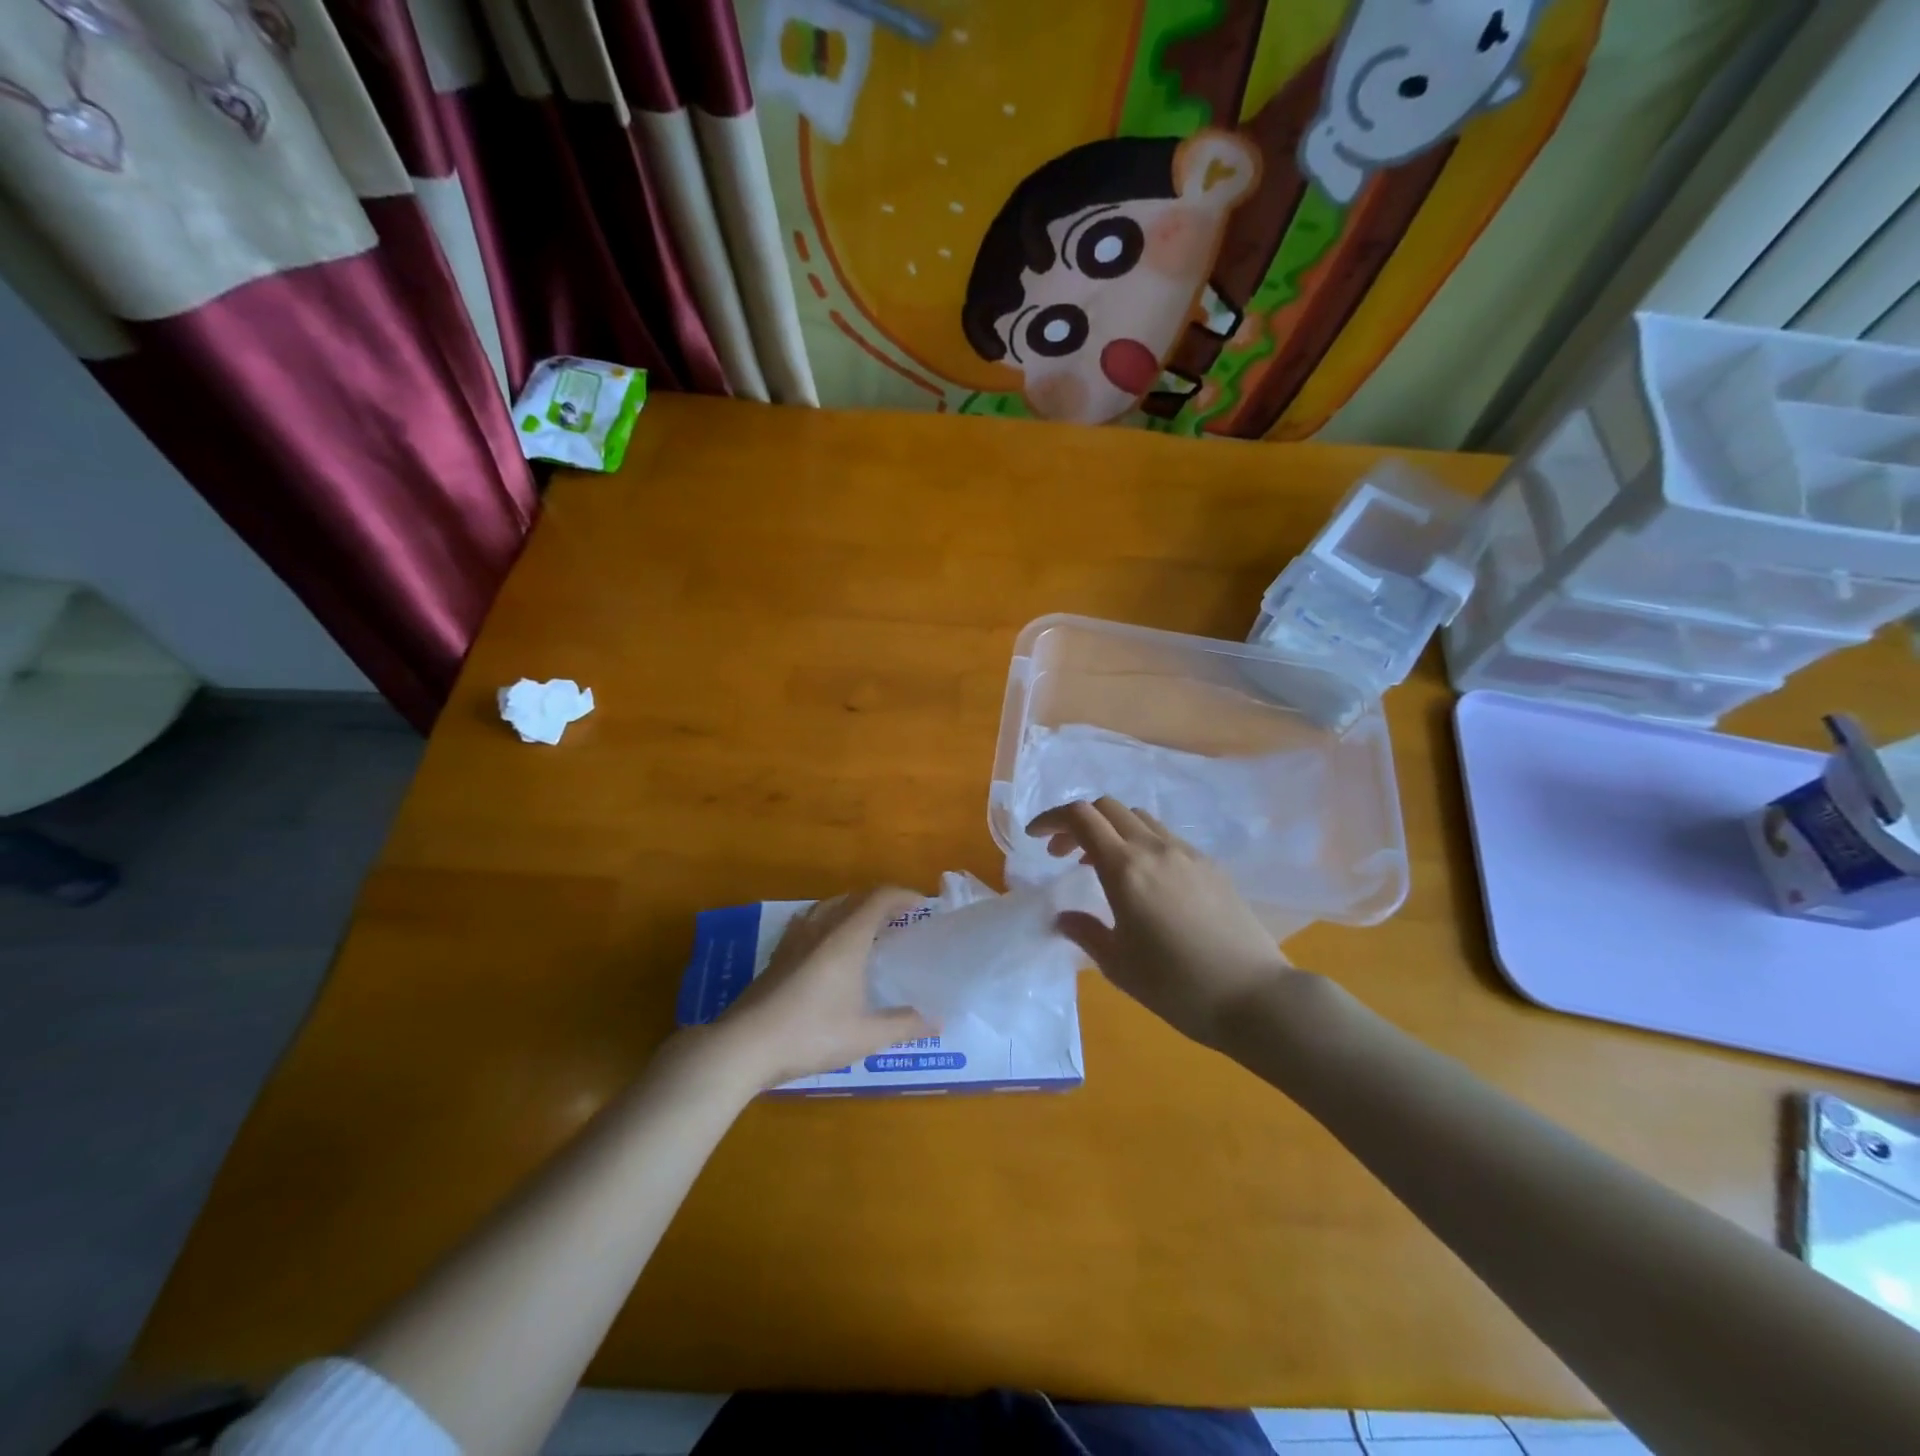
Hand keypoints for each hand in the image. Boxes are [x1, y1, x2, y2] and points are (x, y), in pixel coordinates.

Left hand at [715, 887, 933, 1086]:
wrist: (744, 1046)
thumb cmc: (810, 1034)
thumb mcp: (864, 1036)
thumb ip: (903, 1026)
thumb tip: (937, 1022)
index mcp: (847, 938)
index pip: (879, 898)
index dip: (903, 895)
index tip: (922, 906)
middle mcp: (821, 928)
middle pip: (854, 897)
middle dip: (880, 901)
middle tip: (900, 919)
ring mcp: (794, 939)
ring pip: (828, 906)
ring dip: (852, 908)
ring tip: (866, 929)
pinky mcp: (777, 955)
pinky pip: (808, 922)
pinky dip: (827, 922)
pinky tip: (825, 946)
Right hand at [1028, 799, 1294, 1047]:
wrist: (1255, 996)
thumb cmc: (1177, 986)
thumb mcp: (1119, 965)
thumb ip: (1085, 932)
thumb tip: (1064, 916)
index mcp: (1125, 869)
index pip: (1080, 818)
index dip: (1051, 819)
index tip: (1034, 838)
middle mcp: (1155, 849)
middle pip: (1108, 808)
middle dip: (1078, 822)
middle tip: (1062, 855)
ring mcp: (1187, 853)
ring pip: (1139, 819)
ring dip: (1111, 830)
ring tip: (1101, 866)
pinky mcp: (1211, 866)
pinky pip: (1165, 838)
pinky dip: (1141, 843)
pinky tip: (1144, 880)